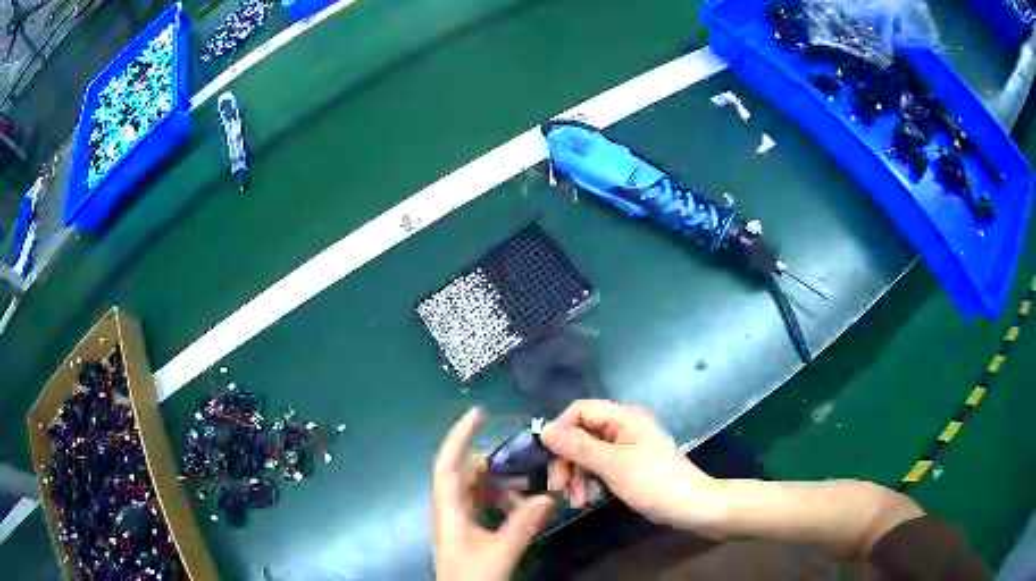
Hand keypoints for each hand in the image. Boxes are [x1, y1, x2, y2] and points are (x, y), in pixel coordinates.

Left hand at [433, 408, 555, 580]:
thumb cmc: (471, 576)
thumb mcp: (500, 551)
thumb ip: (523, 524)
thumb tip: (548, 498)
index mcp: (449, 508)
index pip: (448, 463)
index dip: (459, 436)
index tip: (478, 413)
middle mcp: (450, 508)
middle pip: (469, 473)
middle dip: (498, 466)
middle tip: (529, 465)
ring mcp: (458, 519)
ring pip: (480, 489)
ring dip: (505, 487)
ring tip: (533, 491)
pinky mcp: (468, 530)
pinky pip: (485, 505)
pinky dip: (504, 502)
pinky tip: (524, 510)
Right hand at [541, 400, 719, 528]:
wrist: (688, 506)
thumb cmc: (653, 481)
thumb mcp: (613, 465)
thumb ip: (579, 447)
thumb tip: (545, 431)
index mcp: (623, 417)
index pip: (580, 411)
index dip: (560, 430)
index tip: (546, 456)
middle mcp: (621, 427)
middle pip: (580, 435)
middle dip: (566, 461)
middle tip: (558, 487)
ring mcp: (623, 448)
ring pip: (585, 454)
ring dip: (575, 476)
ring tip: (575, 501)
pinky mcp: (624, 466)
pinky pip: (597, 468)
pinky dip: (587, 482)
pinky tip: (584, 501)